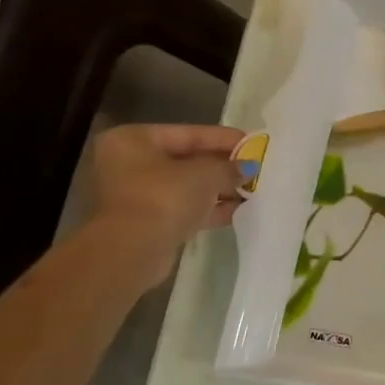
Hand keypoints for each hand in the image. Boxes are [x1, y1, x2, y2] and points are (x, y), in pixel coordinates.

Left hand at [88, 124, 243, 278]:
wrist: (132, 250)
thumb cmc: (164, 197)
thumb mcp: (206, 174)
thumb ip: (230, 167)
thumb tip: (249, 167)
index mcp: (133, 140)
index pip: (188, 134)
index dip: (224, 138)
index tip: (253, 143)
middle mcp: (128, 163)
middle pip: (186, 160)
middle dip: (222, 166)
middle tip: (255, 167)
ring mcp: (135, 194)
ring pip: (186, 186)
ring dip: (219, 189)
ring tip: (252, 190)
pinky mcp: (145, 222)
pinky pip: (183, 207)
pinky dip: (208, 208)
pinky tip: (238, 210)